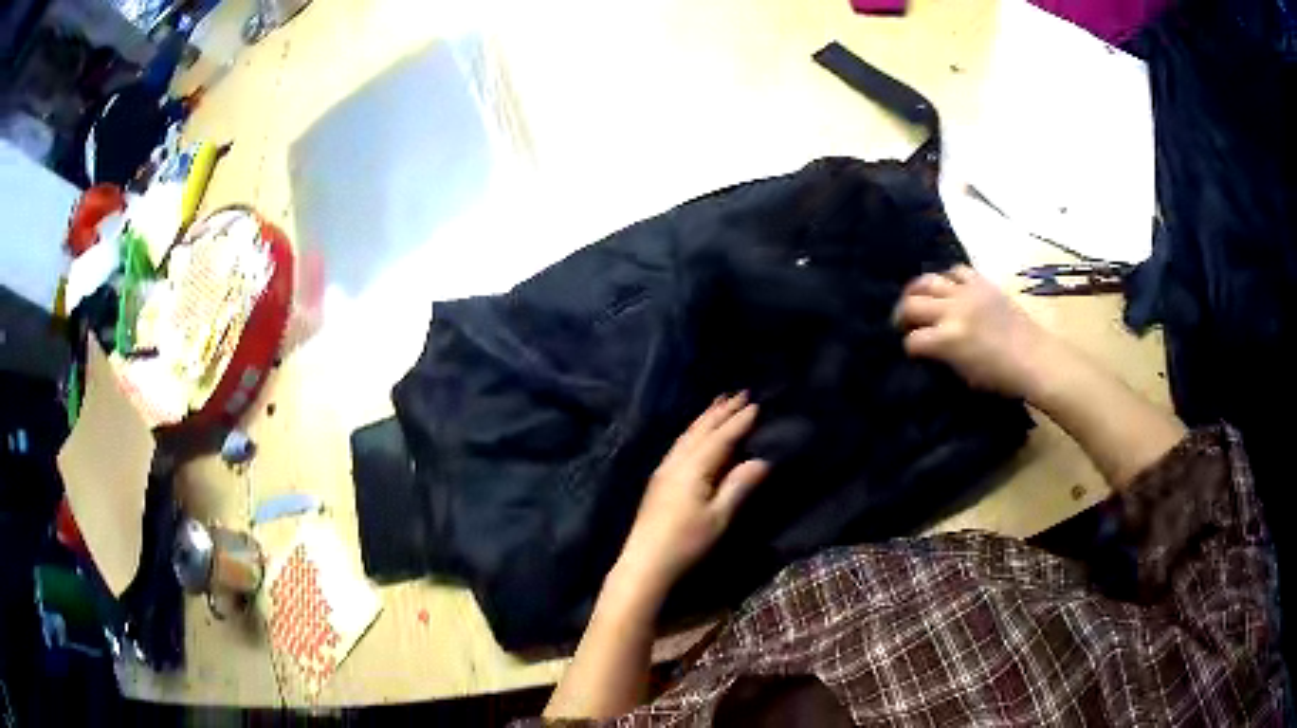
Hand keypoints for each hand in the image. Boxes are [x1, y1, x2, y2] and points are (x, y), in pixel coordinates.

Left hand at [614, 393, 768, 602]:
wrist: (645, 561)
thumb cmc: (686, 542)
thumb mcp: (719, 517)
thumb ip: (739, 486)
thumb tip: (761, 460)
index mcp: (693, 468)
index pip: (720, 438)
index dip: (738, 421)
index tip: (755, 404)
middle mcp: (676, 462)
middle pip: (701, 430)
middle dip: (721, 411)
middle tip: (739, 392)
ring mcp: (664, 469)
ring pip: (687, 435)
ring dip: (705, 417)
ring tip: (719, 403)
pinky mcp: (658, 479)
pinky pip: (680, 444)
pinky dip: (693, 431)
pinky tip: (697, 433)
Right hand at [894, 265, 1055, 398]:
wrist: (1034, 358)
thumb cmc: (1001, 377)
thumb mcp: (964, 375)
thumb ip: (942, 358)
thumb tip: (929, 349)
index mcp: (947, 340)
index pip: (913, 340)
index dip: (908, 347)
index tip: (911, 352)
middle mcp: (952, 311)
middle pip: (912, 304)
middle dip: (901, 315)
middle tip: (902, 323)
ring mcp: (967, 293)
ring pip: (928, 281)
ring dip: (918, 291)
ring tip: (917, 299)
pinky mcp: (981, 283)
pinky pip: (956, 271)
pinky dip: (947, 279)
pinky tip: (949, 289)